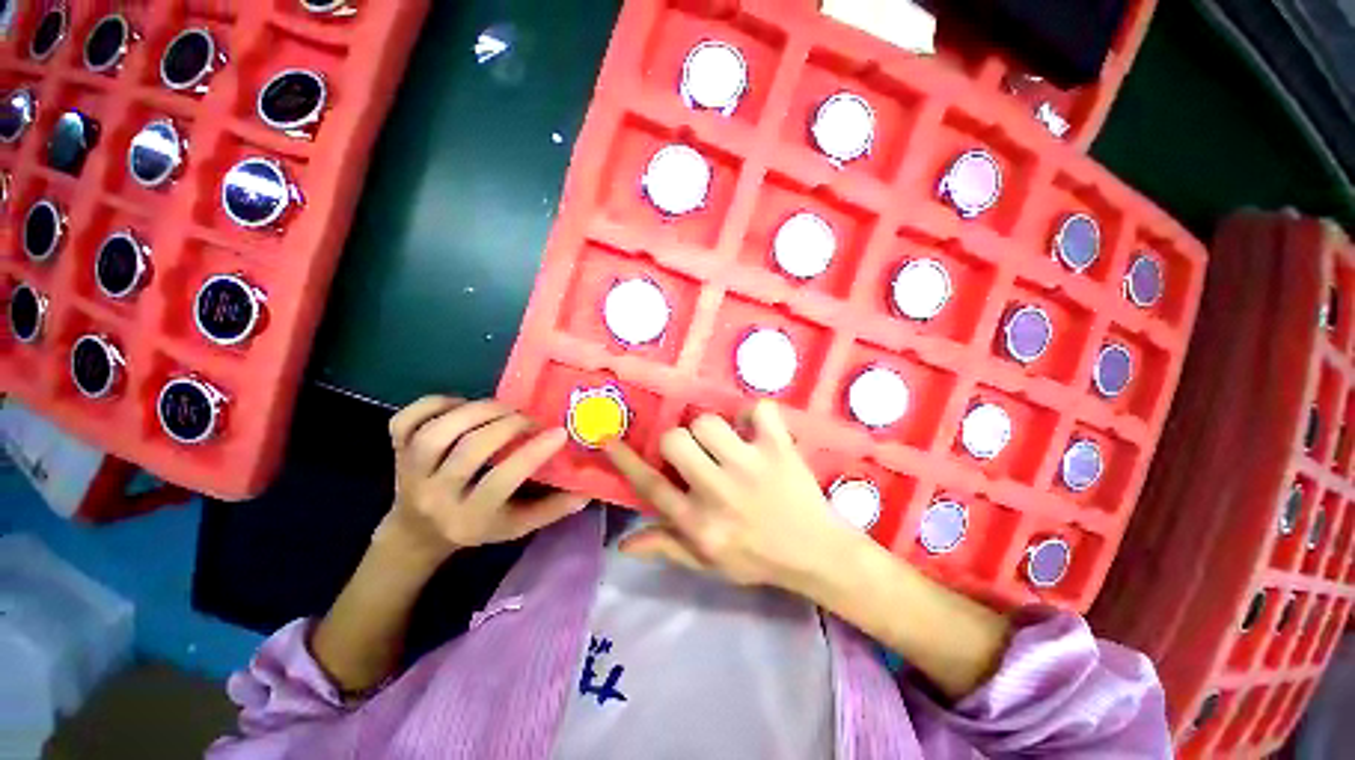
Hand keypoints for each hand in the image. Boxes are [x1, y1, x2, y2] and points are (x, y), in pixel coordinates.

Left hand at [378, 396, 587, 561]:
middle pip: (469, 450)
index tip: (559, 432)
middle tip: (529, 420)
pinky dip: (435, 403)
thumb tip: (587, 491)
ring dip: (477, 411)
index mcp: (468, 517)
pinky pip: (407, 419)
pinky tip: (462, 405)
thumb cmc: (476, 526)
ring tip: (503, 408)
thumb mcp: (516, 526)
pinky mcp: (395, 450)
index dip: (532, 453)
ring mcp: (409, 470)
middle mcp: (434, 494)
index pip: (500, 481)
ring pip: (437, 431)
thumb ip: (551, 510)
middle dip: (508, 426)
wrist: (417, 531)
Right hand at [605, 400, 864, 592]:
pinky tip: (756, 431)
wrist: (817, 554)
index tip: (608, 437)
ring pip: (709, 422)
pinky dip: (755, 415)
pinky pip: (758, 410)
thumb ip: (667, 547)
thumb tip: (623, 543)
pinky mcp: (779, 448)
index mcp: (699, 523)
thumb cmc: (758, 558)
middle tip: (695, 452)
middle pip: (675, 441)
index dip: (625, 460)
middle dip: (678, 442)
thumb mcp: (709, 564)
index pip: (651, 487)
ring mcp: (751, 466)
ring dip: (712, 430)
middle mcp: (719, 491)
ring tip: (727, 445)